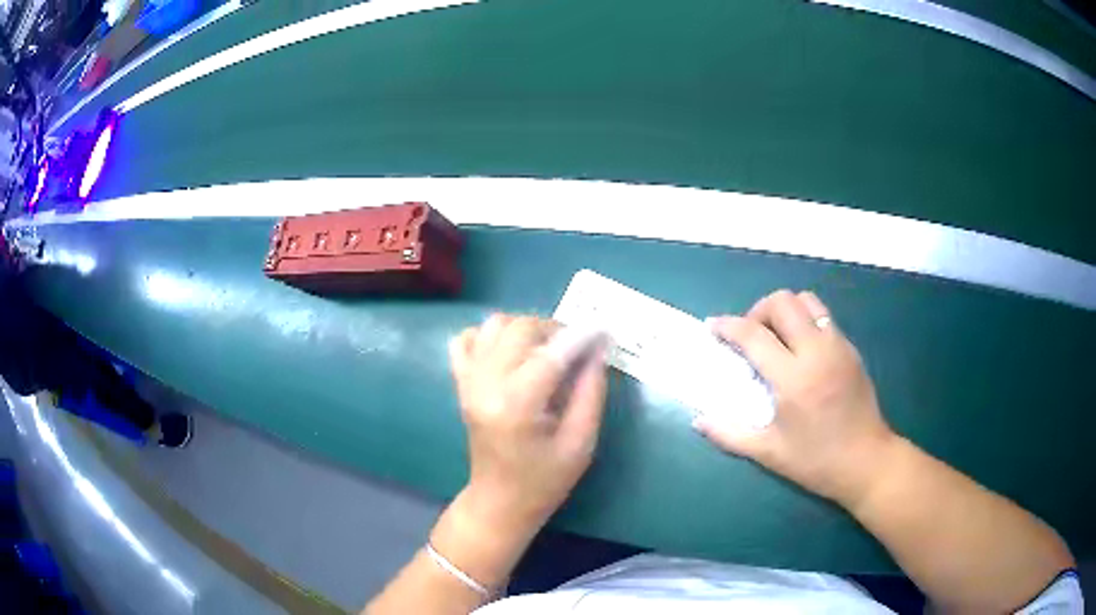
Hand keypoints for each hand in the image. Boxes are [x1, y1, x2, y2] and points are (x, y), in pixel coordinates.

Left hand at [449, 315, 607, 534]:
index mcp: (516, 405)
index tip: (605, 331)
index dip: (582, 336)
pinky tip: (512, 353)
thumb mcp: (580, 444)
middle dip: (555, 329)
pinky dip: (491, 335)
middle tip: (578, 348)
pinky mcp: (461, 383)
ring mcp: (469, 381)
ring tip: (547, 350)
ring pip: (494, 325)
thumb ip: (590, 393)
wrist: (499, 501)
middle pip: (520, 328)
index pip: (552, 353)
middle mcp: (486, 385)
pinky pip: (467, 339)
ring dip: (526, 328)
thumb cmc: (544, 481)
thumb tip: (598, 350)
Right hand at [698, 290, 898, 505]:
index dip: (728, 326)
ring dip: (784, 311)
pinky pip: (824, 317)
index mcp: (794, 379)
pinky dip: (804, 321)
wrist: (867, 461)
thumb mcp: (769, 453)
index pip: (754, 335)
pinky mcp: (851, 349)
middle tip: (750, 336)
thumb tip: (698, 420)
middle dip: (757, 311)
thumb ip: (730, 434)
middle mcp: (817, 352)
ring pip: (807, 301)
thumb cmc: (816, 461)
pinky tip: (800, 351)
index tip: (712, 327)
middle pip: (783, 302)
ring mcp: (838, 346)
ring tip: (776, 338)